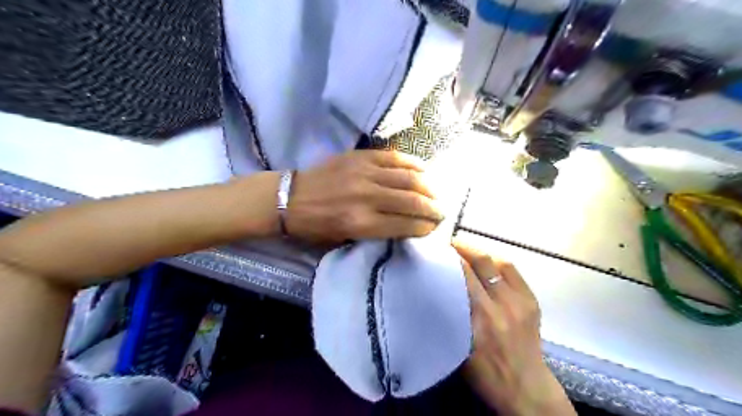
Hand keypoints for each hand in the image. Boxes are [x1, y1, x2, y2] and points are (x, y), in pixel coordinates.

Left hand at [285, 150, 441, 242]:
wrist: (291, 198)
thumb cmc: (316, 226)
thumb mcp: (345, 240)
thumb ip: (376, 233)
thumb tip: (406, 226)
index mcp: (361, 224)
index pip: (406, 225)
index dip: (425, 227)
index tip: (435, 227)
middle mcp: (367, 198)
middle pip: (413, 201)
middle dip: (434, 208)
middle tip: (442, 211)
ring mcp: (364, 174)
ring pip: (409, 178)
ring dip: (429, 187)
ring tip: (437, 193)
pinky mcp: (360, 157)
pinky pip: (395, 158)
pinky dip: (414, 163)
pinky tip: (424, 170)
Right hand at [452, 240, 578, 415]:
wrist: (526, 389)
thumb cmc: (486, 373)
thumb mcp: (459, 347)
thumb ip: (451, 316)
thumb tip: (438, 290)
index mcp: (480, 318)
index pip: (463, 276)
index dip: (450, 258)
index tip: (436, 250)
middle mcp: (501, 305)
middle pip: (481, 263)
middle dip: (463, 248)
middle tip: (448, 244)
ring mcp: (520, 301)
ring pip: (498, 263)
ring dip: (479, 252)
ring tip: (466, 249)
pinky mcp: (531, 301)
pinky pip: (513, 272)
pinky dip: (497, 262)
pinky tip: (487, 262)